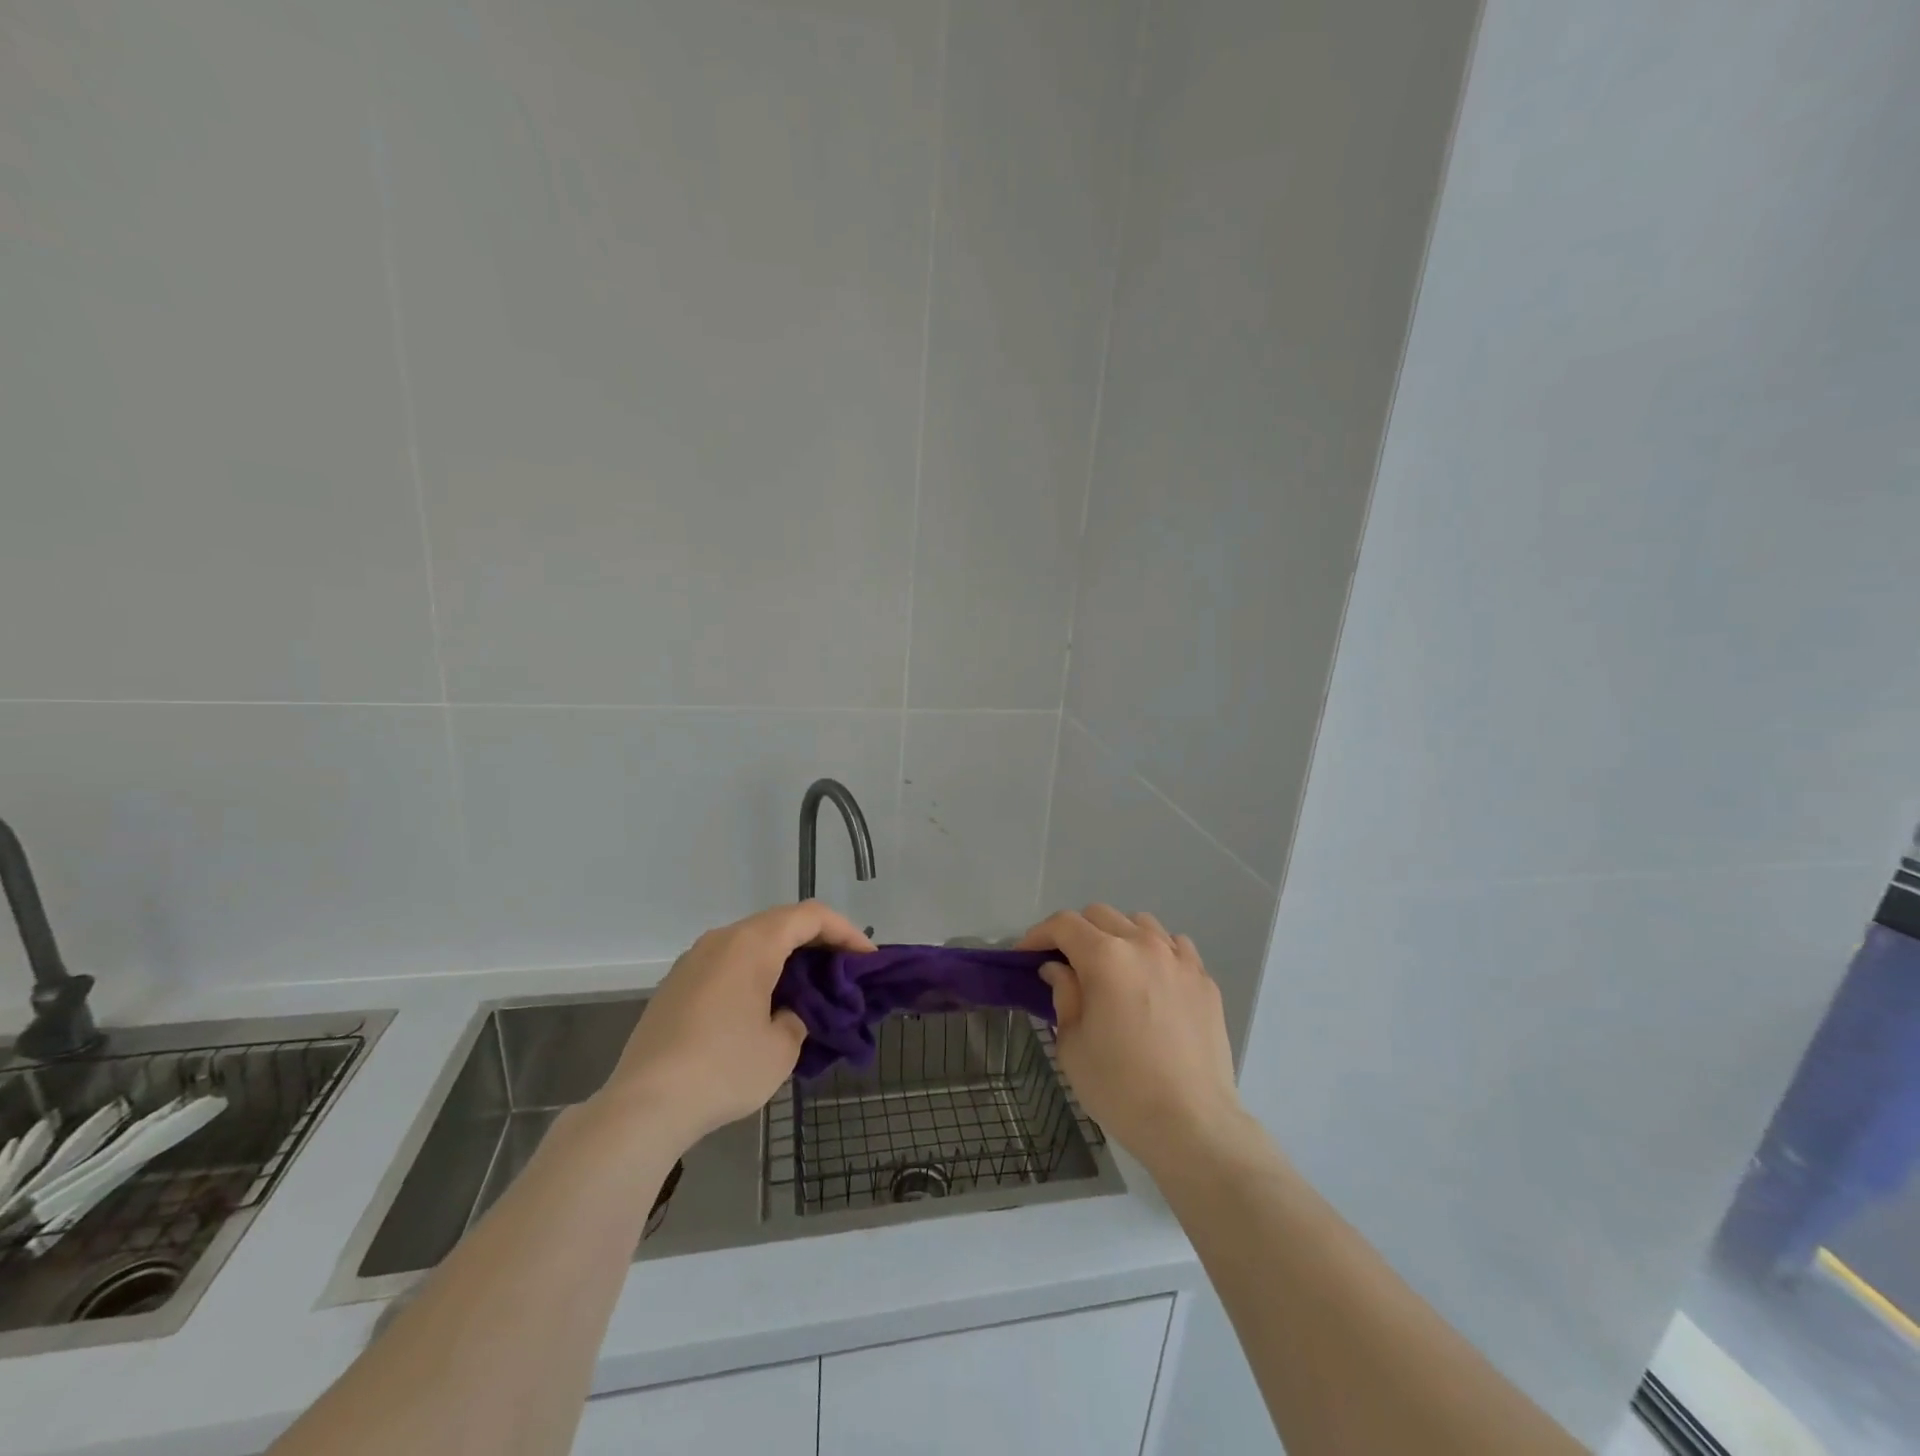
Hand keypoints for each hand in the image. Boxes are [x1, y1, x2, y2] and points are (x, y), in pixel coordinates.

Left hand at [603, 901, 873, 1147]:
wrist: (644, 1105)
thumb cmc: (723, 1069)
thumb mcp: (781, 1048)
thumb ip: (798, 1017)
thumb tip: (788, 1012)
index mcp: (753, 943)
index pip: (811, 916)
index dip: (846, 931)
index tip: (867, 958)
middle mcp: (722, 939)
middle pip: (780, 922)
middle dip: (817, 941)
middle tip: (842, 970)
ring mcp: (693, 959)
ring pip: (751, 941)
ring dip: (784, 956)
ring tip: (806, 988)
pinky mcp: (675, 984)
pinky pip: (727, 962)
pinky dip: (755, 971)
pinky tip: (762, 1004)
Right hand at [1019, 904, 1245, 1172]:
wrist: (1192, 1124)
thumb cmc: (1120, 1087)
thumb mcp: (1072, 1045)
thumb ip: (1063, 995)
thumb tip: (1058, 970)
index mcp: (1106, 957)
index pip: (1064, 925)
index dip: (1038, 935)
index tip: (1024, 956)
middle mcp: (1143, 945)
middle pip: (1100, 915)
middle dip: (1075, 933)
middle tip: (1064, 964)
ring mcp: (1179, 959)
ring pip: (1140, 923)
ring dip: (1117, 936)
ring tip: (1111, 969)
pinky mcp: (1204, 980)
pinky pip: (1175, 946)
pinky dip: (1155, 951)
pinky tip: (1151, 979)